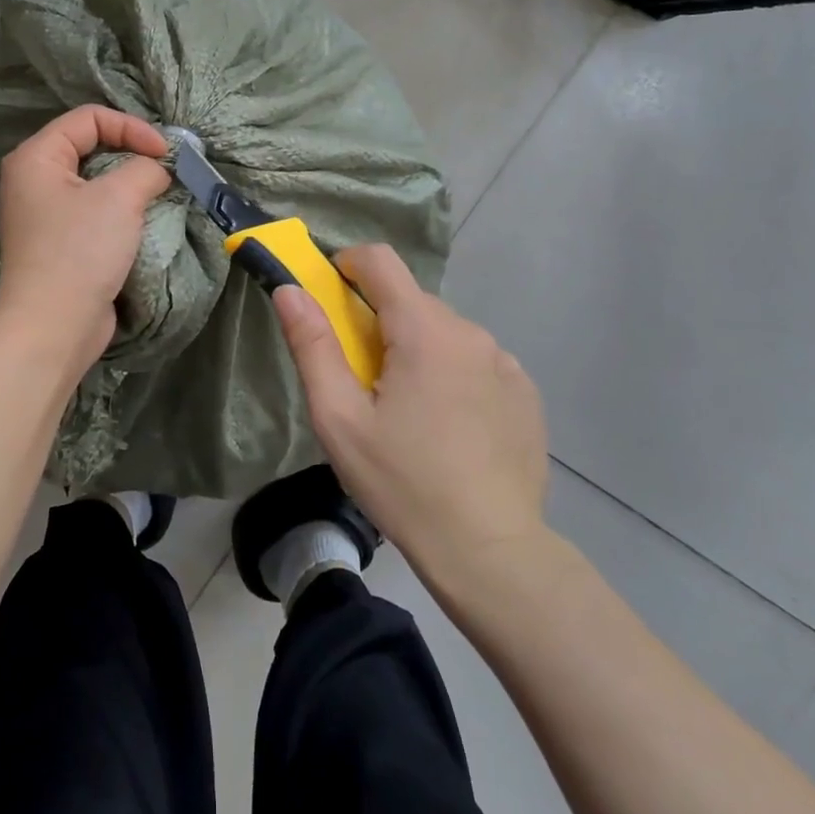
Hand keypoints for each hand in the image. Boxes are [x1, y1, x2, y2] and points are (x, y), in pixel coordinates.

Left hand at [0, 106, 172, 384]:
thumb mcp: (120, 198)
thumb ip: (145, 168)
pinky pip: (93, 210)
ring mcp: (45, 213)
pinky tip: (144, 221)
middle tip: (166, 169)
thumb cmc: (80, 251)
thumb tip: (159, 168)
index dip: (131, 127)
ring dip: (130, 184)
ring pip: (95, 181)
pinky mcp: (59, 242)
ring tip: (159, 194)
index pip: (89, 118)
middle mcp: (34, 179)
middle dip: (132, 153)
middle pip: (91, 145)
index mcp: (36, 157)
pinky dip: (120, 210)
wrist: (53, 327)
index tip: (165, 153)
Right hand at [273, 245, 549, 583]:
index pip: (380, 261)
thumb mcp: (339, 418)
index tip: (331, 298)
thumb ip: (312, 346)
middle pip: (410, 301)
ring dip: (417, 350)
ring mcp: (504, 361)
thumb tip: (289, 289)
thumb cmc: (403, 483)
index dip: (348, 266)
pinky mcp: (525, 392)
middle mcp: (469, 332)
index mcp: (423, 330)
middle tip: (363, 379)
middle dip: (379, 322)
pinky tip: (449, 427)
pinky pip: (476, 361)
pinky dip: (453, 374)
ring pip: (443, 332)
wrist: (491, 553)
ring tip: (408, 412)